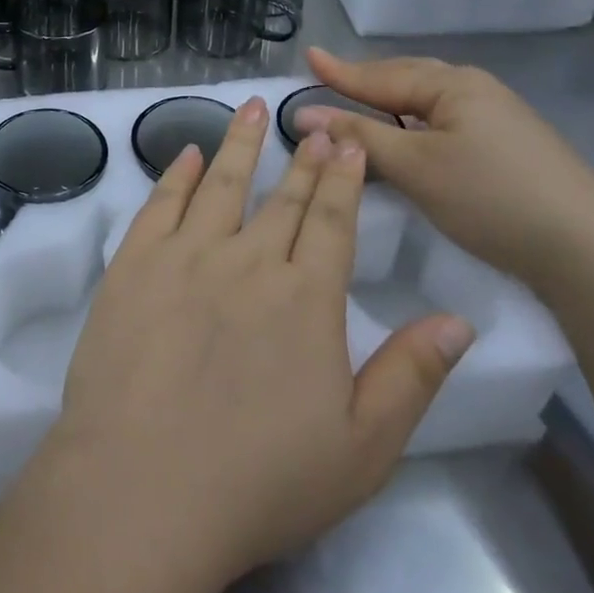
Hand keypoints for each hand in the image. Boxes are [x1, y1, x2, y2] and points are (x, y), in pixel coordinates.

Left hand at [30, 96, 474, 588]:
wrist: (144, 485)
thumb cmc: (259, 479)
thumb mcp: (362, 448)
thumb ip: (411, 376)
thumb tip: (458, 320)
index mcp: (307, 299)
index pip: (332, 222)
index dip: (343, 179)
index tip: (348, 142)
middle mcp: (249, 260)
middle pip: (283, 198)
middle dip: (303, 158)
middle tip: (313, 123)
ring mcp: (186, 255)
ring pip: (222, 183)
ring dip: (240, 143)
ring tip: (252, 106)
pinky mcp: (135, 263)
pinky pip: (161, 204)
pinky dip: (178, 173)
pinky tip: (189, 153)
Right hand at [296, 48, 593, 289]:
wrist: (589, 250)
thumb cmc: (490, 197)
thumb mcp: (414, 166)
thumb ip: (358, 135)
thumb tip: (303, 114)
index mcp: (451, 84)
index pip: (380, 75)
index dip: (340, 71)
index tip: (307, 54)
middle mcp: (475, 89)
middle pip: (407, 78)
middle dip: (366, 80)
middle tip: (328, 79)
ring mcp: (496, 117)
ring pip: (427, 100)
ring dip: (390, 101)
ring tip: (359, 102)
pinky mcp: (508, 145)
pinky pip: (444, 120)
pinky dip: (413, 122)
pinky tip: (407, 135)